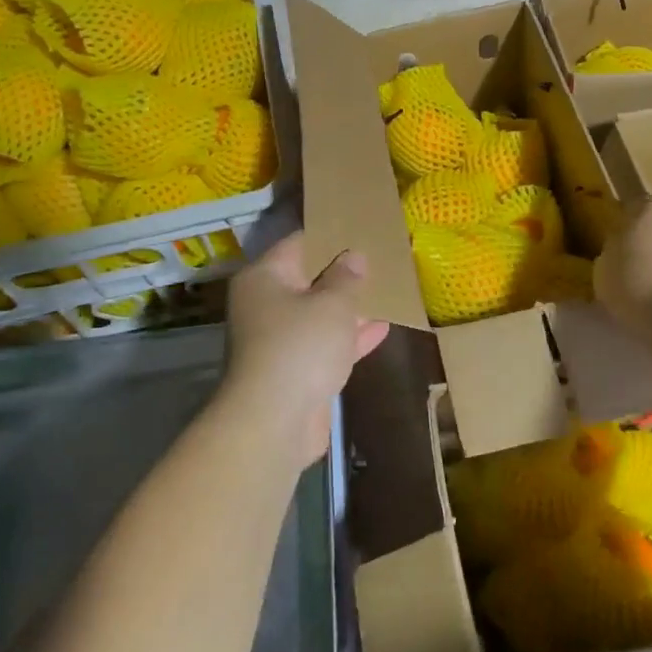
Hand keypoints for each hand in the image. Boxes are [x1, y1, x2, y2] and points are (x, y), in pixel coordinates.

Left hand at [222, 232, 390, 465]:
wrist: (274, 422)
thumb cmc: (300, 346)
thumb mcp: (331, 304)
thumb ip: (346, 277)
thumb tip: (353, 256)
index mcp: (264, 278)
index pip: (298, 243)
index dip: (330, 235)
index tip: (360, 229)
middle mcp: (265, 304)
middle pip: (308, 279)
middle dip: (342, 273)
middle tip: (378, 258)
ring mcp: (279, 340)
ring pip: (318, 314)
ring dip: (348, 307)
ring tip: (387, 288)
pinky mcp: (295, 371)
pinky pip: (325, 344)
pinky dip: (349, 337)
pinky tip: (382, 327)